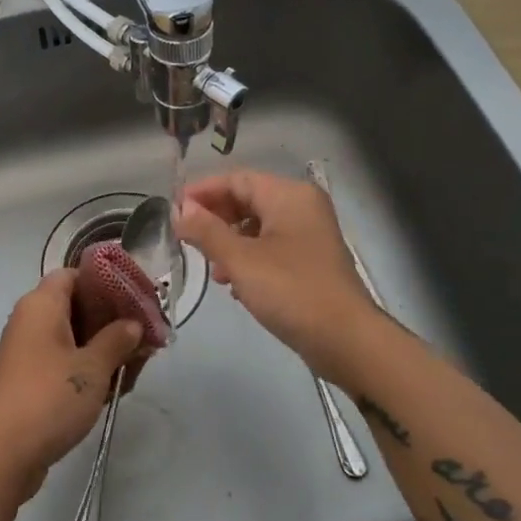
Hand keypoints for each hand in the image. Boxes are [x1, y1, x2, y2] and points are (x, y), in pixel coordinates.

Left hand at [0, 269, 145, 501]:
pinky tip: (114, 388)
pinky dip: (87, 370)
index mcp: (41, 304)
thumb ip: (118, 340)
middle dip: (112, 321)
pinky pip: (63, 362)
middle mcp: (31, 321)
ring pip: (72, 338)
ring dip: (104, 349)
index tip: (135, 299)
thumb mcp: (93, 367)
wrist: (1, 454)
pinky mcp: (29, 381)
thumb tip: (133, 323)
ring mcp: (28, 352)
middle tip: (146, 338)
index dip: (105, 283)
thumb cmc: (49, 397)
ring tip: (137, 367)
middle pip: (76, 307)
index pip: (74, 275)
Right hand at [177, 169, 386, 383]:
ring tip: (213, 269)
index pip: (236, 179)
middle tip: (188, 240)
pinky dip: (249, 259)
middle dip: (215, 219)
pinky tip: (236, 285)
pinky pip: (271, 248)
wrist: (346, 341)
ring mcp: (309, 235)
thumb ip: (206, 231)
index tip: (174, 211)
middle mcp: (302, 206)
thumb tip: (180, 211)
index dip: (202, 192)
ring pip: (257, 226)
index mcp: (289, 195)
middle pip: (247, 200)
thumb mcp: (240, 259)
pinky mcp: (311, 261)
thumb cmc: (291, 291)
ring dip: (230, 243)